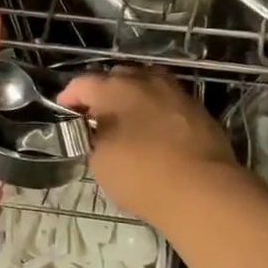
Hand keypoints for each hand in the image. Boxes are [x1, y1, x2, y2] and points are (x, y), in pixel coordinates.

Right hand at [58, 67, 238, 226]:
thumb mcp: (99, 160)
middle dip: (102, 92)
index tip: (65, 112)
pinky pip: (168, 101)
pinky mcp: (198, 109)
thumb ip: (93, 137)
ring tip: (126, 119)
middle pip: (117, 76)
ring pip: (147, 84)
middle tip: (95, 116)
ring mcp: (176, 93)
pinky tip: (154, 130)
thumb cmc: (140, 174)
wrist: (202, 190)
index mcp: (114, 89)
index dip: (69, 97)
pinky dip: (156, 109)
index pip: (82, 83)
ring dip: (133, 97)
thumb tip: (98, 131)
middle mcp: (145, 81)